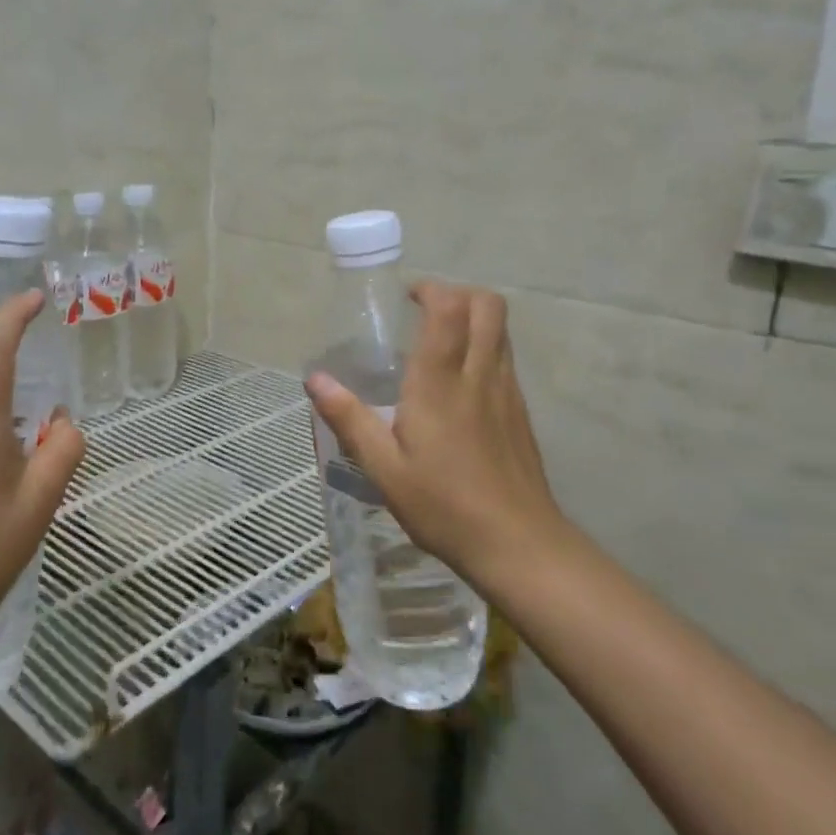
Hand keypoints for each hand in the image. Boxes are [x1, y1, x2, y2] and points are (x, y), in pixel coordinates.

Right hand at [306, 281, 571, 590]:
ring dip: (474, 318)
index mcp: (440, 383)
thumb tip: (315, 379)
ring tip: (439, 342)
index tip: (407, 297)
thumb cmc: (444, 506)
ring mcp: (507, 392)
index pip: (449, 309)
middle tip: (425, 310)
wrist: (519, 545)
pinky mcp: (521, 413)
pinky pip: (506, 359)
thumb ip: (349, 419)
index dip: (432, 289)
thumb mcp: (383, 468)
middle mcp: (479, 375)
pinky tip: (459, 385)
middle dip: (458, 293)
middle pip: (488, 306)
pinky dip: (485, 348)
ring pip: (501, 330)